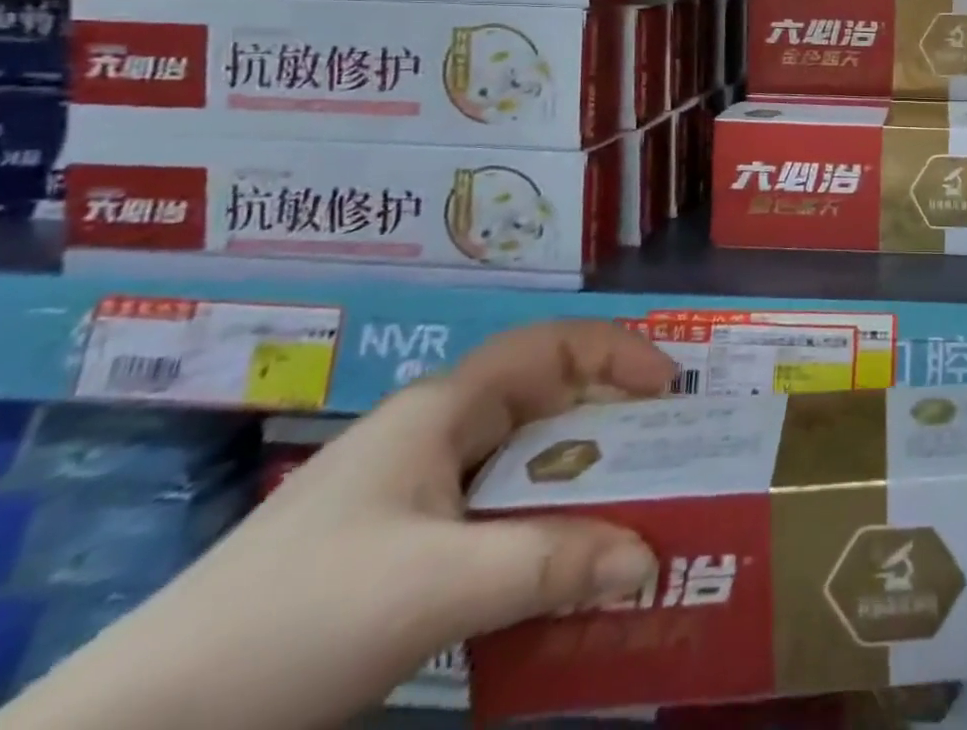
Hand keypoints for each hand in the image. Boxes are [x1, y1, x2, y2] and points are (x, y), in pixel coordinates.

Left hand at [5, 321, 673, 729]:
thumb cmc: (295, 620)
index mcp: (445, 409)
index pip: (552, 346)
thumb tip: (651, 559)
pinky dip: (539, 536)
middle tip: (670, 461)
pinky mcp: (396, 550)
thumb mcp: (435, 587)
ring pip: (522, 468)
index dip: (618, 354)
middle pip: (545, 405)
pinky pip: (494, 520)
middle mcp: (435, 436)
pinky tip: (557, 578)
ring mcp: (412, 494)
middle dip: (612, 427)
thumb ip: (551, 565)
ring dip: (578, 490)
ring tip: (631, 520)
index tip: (672, 392)